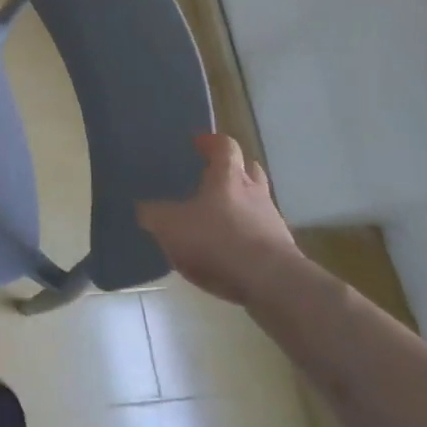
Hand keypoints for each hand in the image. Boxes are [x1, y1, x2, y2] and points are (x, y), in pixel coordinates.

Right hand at [137, 134, 302, 305]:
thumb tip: (144, 210)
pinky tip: (232, 256)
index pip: (225, 145)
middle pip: (250, 170)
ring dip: (243, 208)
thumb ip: (154, 215)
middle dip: (235, 171)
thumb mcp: (171, 225)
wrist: (271, 284)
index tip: (198, 143)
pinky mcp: (283, 253)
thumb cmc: (218, 240)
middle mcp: (255, 193)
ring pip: (259, 204)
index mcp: (229, 176)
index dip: (212, 142)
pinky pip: (263, 237)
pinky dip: (248, 240)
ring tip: (221, 221)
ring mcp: (273, 223)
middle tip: (215, 178)